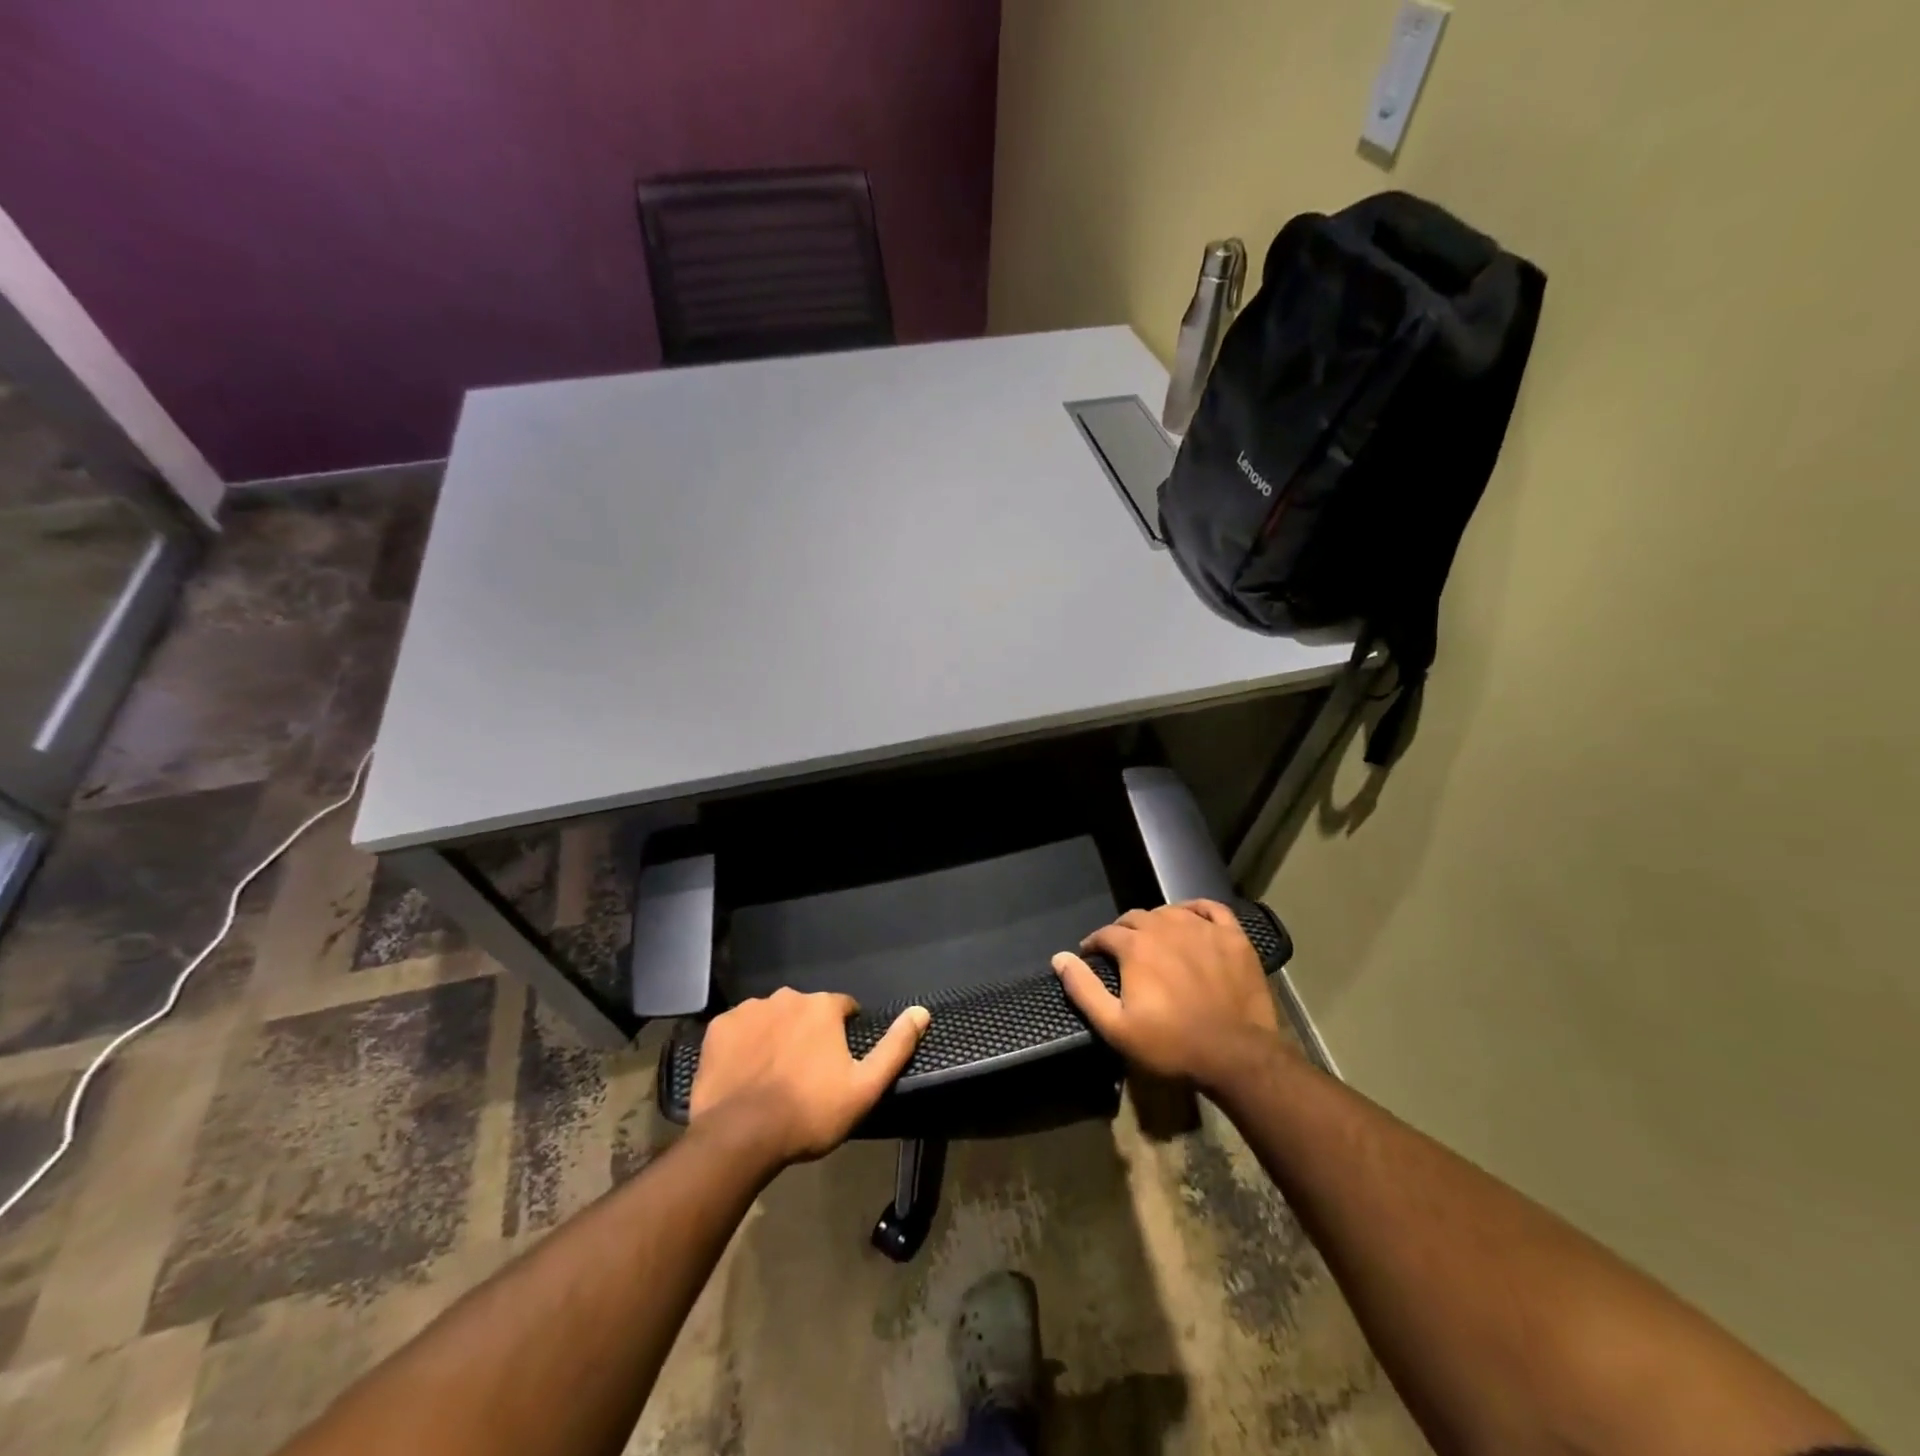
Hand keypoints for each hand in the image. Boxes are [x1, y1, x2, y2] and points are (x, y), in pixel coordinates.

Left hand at [688, 989, 929, 1166]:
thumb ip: (896, 1047)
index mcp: (822, 1007)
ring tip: (772, 1076)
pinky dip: (744, 1044)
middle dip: (808, 1033)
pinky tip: (744, 1072)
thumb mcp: (864, 1087)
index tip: (837, 1063)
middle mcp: (786, 997)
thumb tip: (922, 1011)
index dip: (843, 1033)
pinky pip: (739, 1029)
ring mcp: (749, 1010)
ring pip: (771, 1017)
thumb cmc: (808, 1113)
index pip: (842, 1008)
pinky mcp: (719, 1028)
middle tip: (805, 1073)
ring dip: (776, 1036)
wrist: (739, 1137)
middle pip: (805, 1011)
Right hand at [1052, 900, 1288, 1094]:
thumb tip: (1060, 958)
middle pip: (1136, 918)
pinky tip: (1191, 919)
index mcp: (1135, 946)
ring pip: (1170, 912)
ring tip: (1154, 940)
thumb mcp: (1116, 1027)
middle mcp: (1166, 927)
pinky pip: (1210, 909)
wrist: (1235, 1055)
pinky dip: (1196, 909)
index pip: (1106, 934)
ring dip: (1156, 922)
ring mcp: (1202, 928)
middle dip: (1123, 932)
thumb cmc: (1171, 1044)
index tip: (1092, 957)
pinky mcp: (1232, 937)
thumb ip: (1083, 989)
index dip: (1094, 944)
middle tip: (1122, 952)